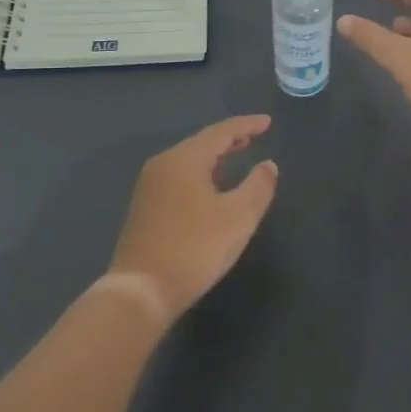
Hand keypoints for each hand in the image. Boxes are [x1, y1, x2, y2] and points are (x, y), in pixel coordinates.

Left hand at [109, 115, 278, 323]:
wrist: (142, 289)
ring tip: (237, 158)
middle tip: (254, 137)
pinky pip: (178, 177)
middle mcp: (164, 163)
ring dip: (214, 158)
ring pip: (188, 160)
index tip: (267, 122)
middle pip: (202, 143)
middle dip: (229, 139)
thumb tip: (268, 165)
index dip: (246, 125)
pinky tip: (211, 188)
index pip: (221, 131)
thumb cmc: (195, 248)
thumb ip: (258, 187)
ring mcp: (150, 185)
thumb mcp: (238, 218)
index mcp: (185, 158)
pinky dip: (200, 174)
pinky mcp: (144, 206)